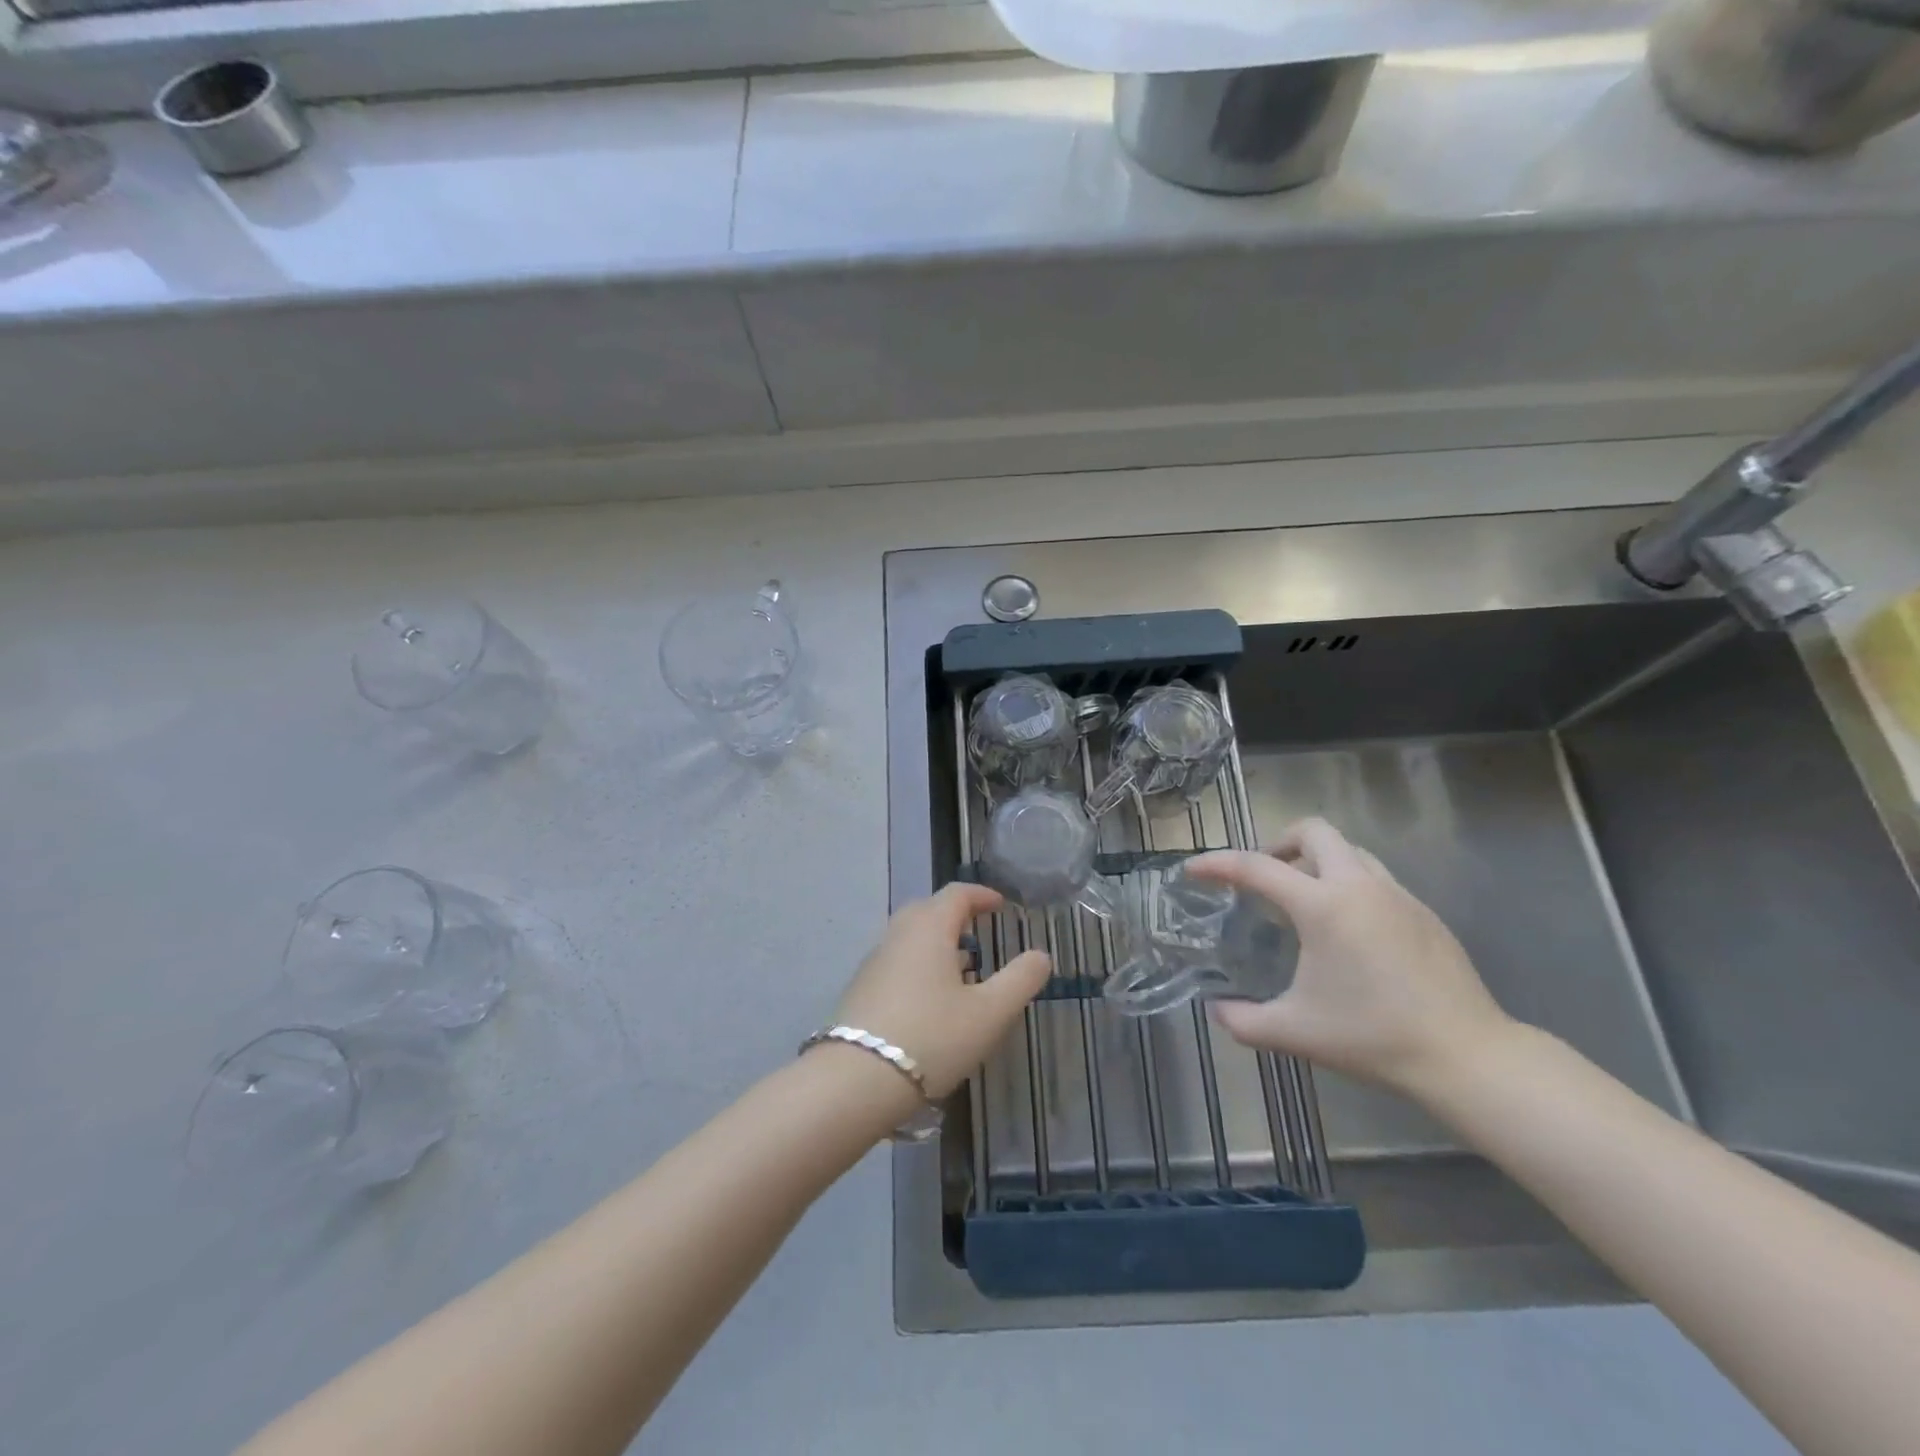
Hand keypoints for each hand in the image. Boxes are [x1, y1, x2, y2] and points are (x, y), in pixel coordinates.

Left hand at [829, 884, 1051, 1098]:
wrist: (856, 1081)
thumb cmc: (932, 1038)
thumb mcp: (990, 1013)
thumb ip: (1020, 980)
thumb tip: (1041, 955)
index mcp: (929, 928)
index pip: (956, 894)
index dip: (981, 895)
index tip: (1000, 904)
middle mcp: (897, 935)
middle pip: (927, 909)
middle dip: (954, 914)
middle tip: (978, 930)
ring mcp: (874, 962)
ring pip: (908, 937)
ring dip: (935, 941)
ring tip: (960, 968)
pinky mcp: (861, 990)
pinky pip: (896, 961)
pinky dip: (918, 964)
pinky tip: (930, 999)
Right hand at [1187, 819, 1514, 1101]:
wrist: (1468, 1056)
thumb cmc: (1373, 1037)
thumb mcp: (1295, 1032)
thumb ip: (1243, 1020)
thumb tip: (1216, 1009)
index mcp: (1323, 906)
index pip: (1256, 867)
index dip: (1217, 864)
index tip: (1192, 869)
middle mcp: (1359, 886)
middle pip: (1313, 831)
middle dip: (1279, 842)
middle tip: (1264, 878)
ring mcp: (1397, 895)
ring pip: (1348, 850)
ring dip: (1317, 861)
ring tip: (1302, 901)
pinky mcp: (1423, 912)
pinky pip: (1374, 878)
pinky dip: (1347, 885)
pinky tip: (1346, 931)